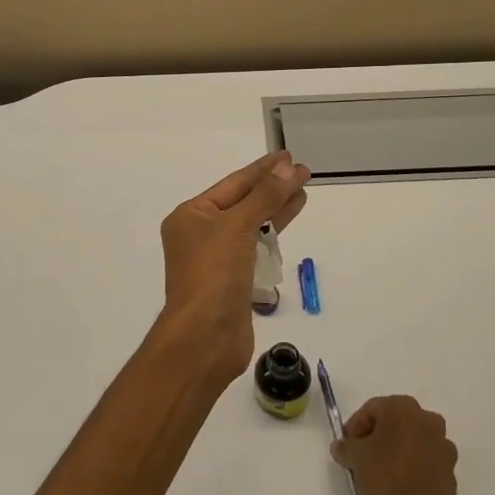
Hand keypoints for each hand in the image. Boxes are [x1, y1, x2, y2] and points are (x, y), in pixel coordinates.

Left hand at [152, 152, 309, 387]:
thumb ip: (265, 197)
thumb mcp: (238, 227)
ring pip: (250, 226)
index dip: (262, 169)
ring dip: (275, 211)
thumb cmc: (213, 274)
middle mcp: (200, 234)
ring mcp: (216, 259)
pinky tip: (288, 227)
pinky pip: (254, 250)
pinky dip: (271, 238)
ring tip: (302, 193)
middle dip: (272, 188)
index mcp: (191, 215)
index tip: (289, 157)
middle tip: (303, 172)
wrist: (204, 338)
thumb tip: (289, 168)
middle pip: (242, 202)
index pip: (233, 184)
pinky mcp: (232, 282)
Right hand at [331, 396, 460, 494]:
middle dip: (375, 438)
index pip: (370, 410)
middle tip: (361, 458)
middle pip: (392, 423)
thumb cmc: (387, 477)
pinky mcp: (451, 469)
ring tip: (380, 474)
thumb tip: (341, 447)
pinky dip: (411, 467)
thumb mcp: (355, 458)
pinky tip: (399, 485)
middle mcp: (426, 418)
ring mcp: (443, 443)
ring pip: (410, 441)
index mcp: (402, 407)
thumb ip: (345, 447)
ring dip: (395, 451)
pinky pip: (424, 460)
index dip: (354, 428)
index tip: (346, 448)